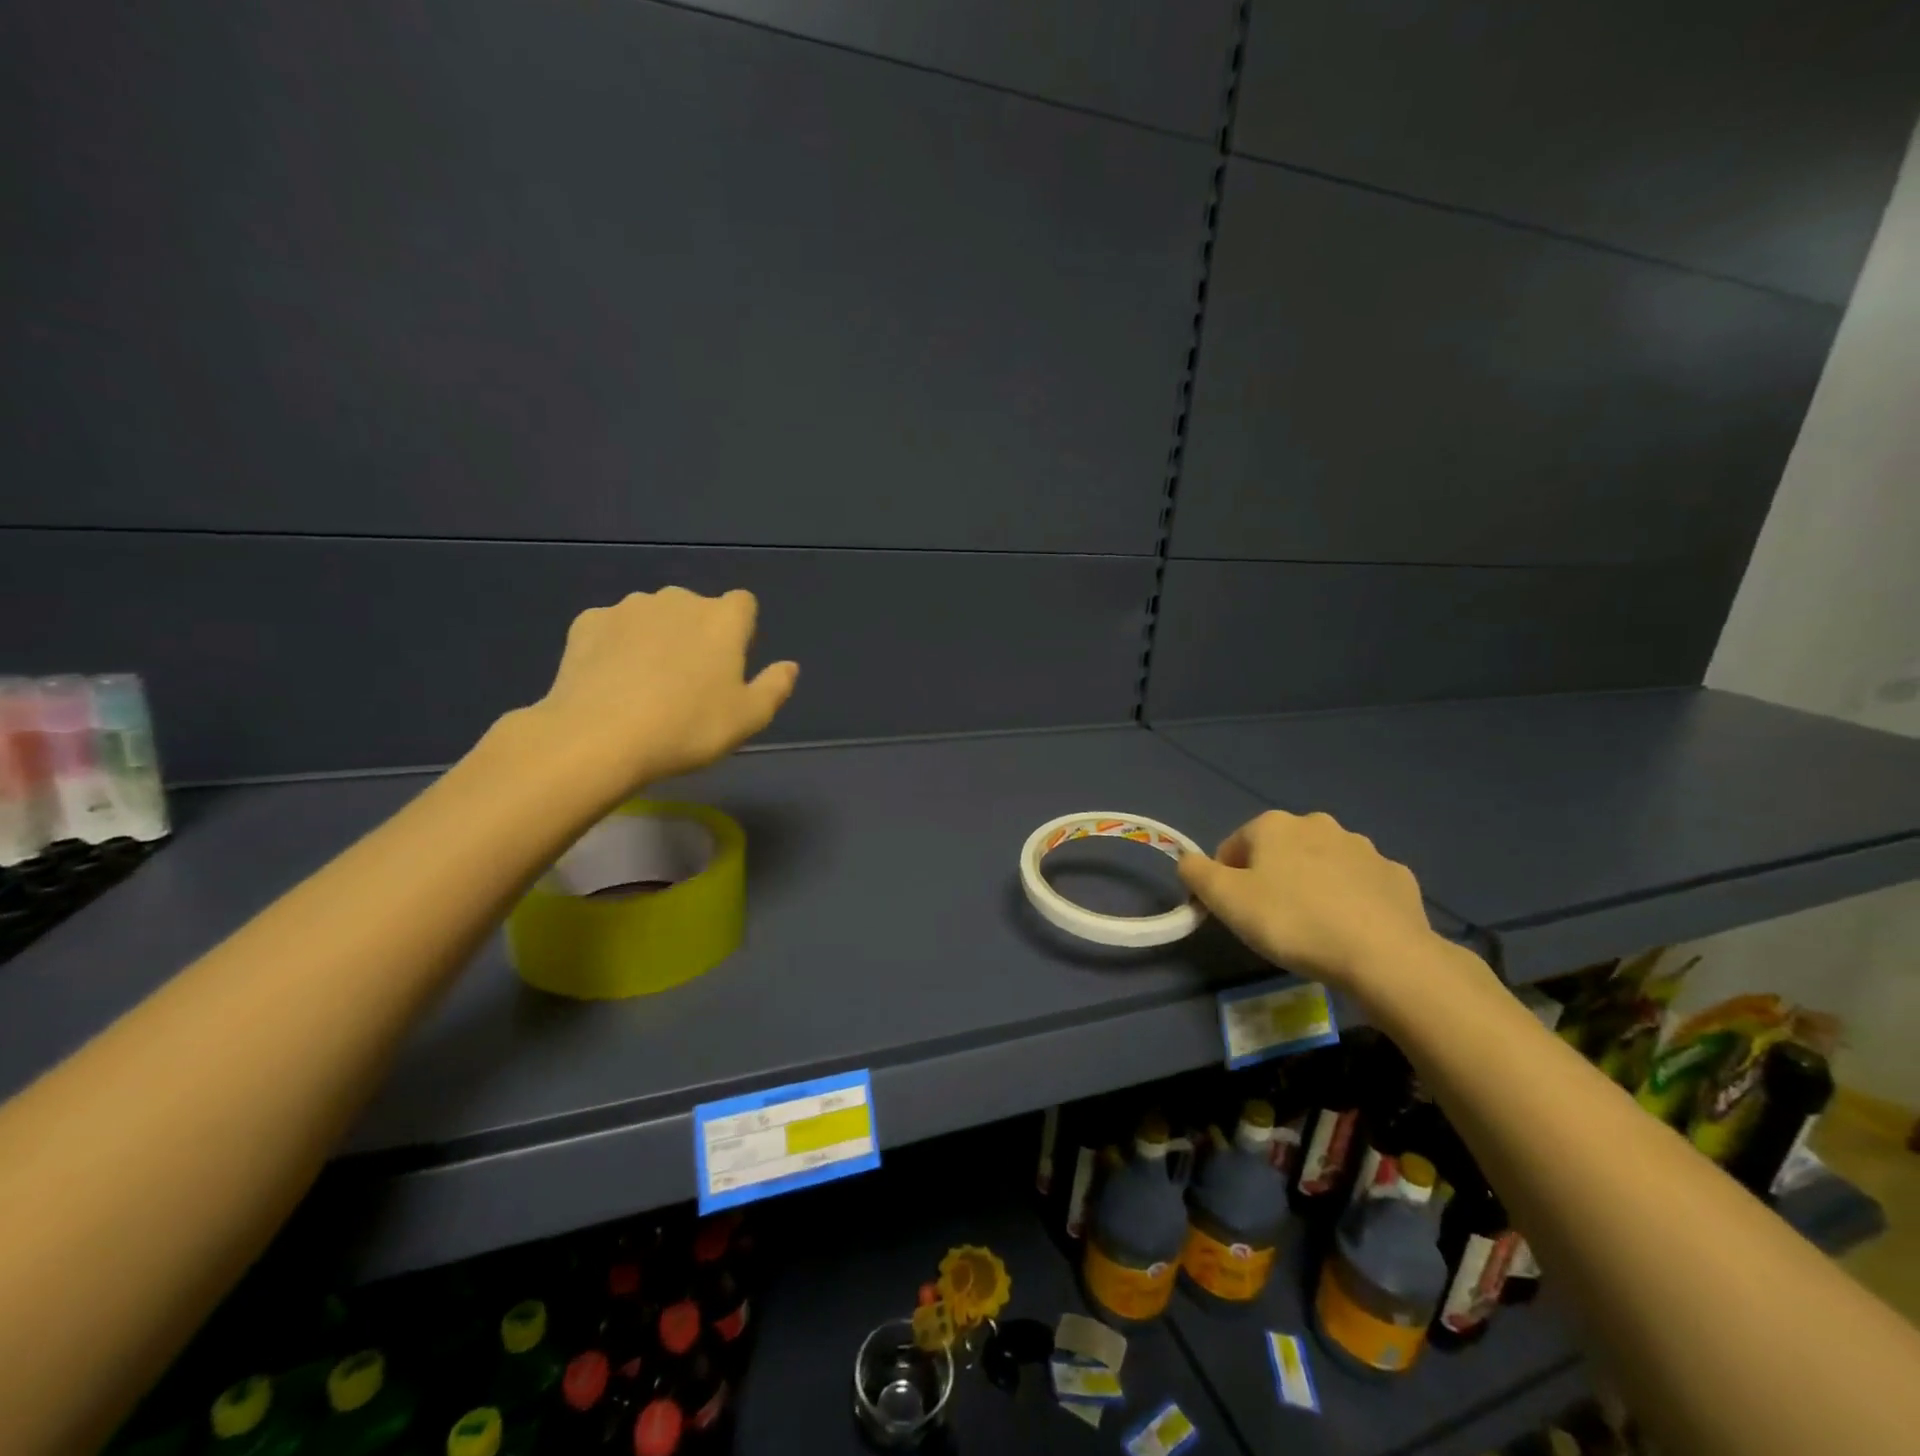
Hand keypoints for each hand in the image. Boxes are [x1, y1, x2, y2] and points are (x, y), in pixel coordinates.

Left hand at [519, 588, 797, 802]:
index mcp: (722, 619)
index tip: (730, 665)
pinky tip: (611, 681)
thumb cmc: (688, 727)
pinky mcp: (588, 622)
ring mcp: (629, 608)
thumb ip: (775, 687)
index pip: (743, 604)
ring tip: (645, 685)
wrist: (599, 737)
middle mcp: (678, 600)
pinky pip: (612, 628)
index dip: (740, 631)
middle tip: (689, 683)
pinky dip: (616, 647)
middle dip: (696, 635)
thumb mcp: (748, 718)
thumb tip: (789, 666)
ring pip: (653, 617)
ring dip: (656, 639)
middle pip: (696, 609)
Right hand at [1177, 810, 1435, 989]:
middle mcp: (1318, 824)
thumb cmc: (1292, 921)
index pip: (1233, 846)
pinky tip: (1351, 932)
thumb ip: (1196, 873)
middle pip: (1279, 852)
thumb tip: (1188, 861)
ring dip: (1312, 887)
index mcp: (1274, 825)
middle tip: (1273, 922)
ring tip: (1314, 930)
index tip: (1236, 913)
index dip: (1227, 880)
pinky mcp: (1397, 876)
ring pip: (1322, 866)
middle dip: (1272, 879)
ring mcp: (1363, 849)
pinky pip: (1361, 886)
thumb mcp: (1225, 900)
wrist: (1384, 955)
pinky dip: (1351, 901)